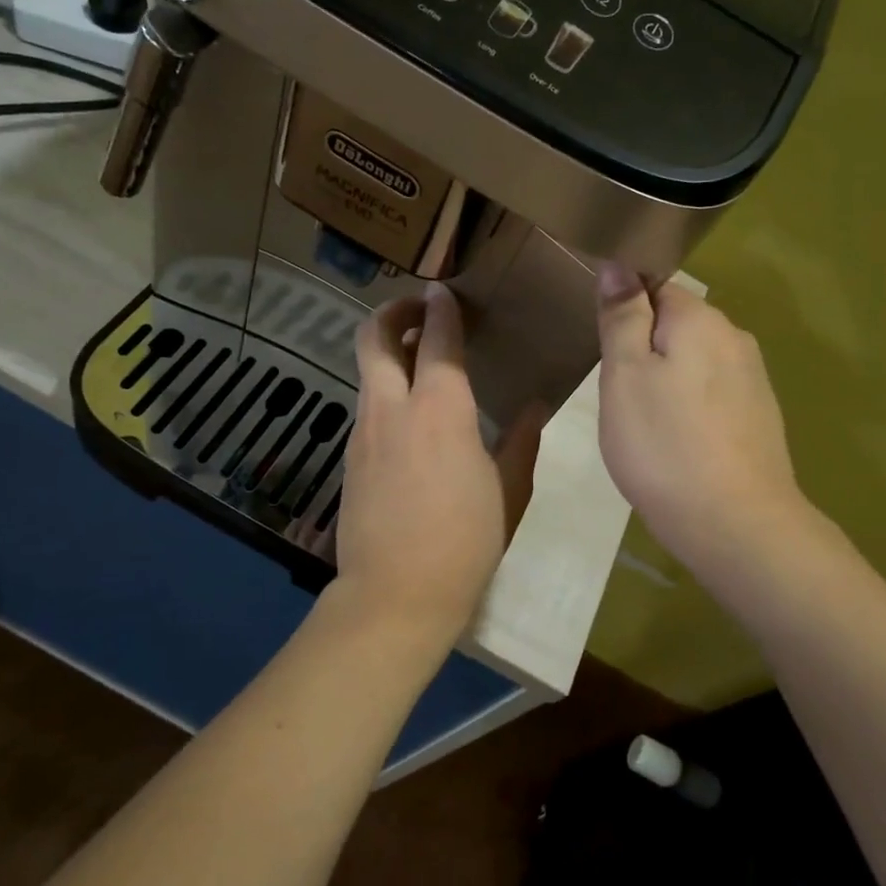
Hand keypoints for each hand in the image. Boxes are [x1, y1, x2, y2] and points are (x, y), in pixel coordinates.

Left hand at [336, 283, 545, 640]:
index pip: (436, 339)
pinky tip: (411, 418)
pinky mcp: (351, 458)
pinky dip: (385, 391)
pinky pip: (367, 406)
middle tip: (419, 310)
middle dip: (393, 311)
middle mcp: (393, 408)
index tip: (445, 291)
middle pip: (373, 337)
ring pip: (366, 371)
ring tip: (419, 361)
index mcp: (441, 409)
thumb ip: (520, 442)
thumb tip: (535, 407)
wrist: (396, 595)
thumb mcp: (507, 491)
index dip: (441, 308)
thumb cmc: (465, 542)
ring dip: (388, 352)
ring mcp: (364, 432)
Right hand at [594, 264, 814, 576]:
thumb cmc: (664, 445)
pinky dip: (689, 407)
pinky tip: (677, 441)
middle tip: (617, 394)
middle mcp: (734, 338)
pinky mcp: (759, 415)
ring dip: (666, 380)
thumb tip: (619, 264)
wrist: (734, 523)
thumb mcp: (624, 375)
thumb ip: (622, 316)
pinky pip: (712, 393)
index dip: (624, 311)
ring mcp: (752, 379)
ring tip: (643, 423)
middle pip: (676, 325)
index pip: (654, 286)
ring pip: (694, 362)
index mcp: (700, 319)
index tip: (603, 350)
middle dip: (644, 348)